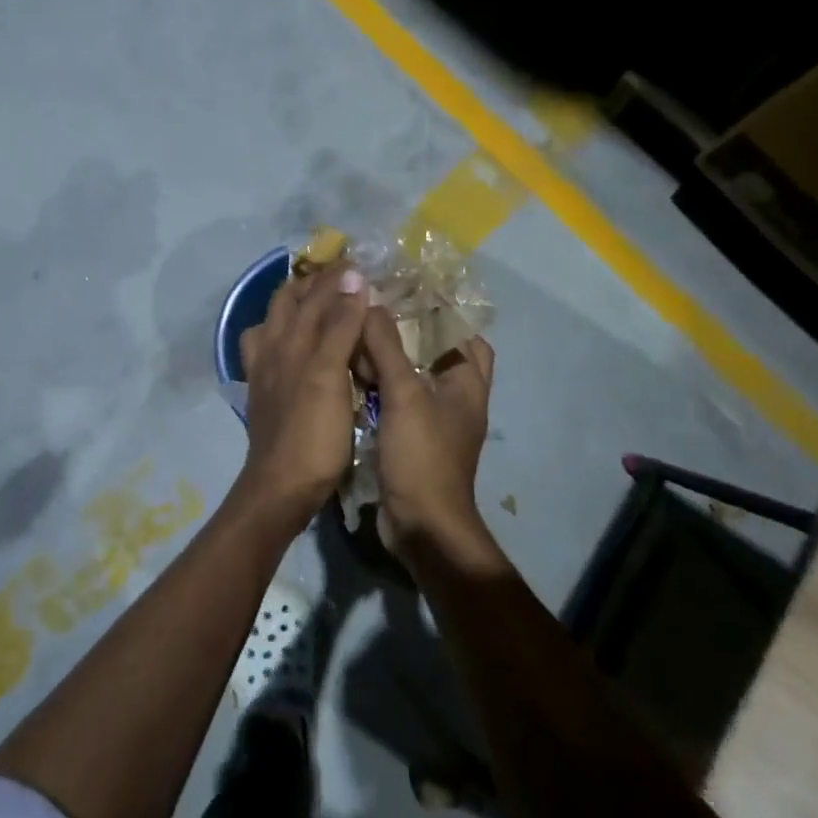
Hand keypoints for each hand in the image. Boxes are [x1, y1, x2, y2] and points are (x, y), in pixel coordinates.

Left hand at [236, 262, 369, 527]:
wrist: (281, 487)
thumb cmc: (313, 434)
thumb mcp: (330, 375)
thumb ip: (339, 326)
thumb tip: (353, 277)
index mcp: (289, 341)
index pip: (314, 295)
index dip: (338, 277)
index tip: (362, 262)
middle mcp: (271, 349)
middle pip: (287, 303)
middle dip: (312, 284)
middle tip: (343, 277)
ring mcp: (264, 372)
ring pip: (273, 324)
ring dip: (295, 307)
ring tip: (319, 303)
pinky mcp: (264, 394)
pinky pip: (269, 351)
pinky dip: (283, 336)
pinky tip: (296, 346)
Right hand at [359, 305, 496, 564]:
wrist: (421, 526)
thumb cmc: (422, 456)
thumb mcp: (404, 395)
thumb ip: (387, 347)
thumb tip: (371, 302)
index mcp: (467, 382)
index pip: (464, 332)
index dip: (440, 309)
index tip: (403, 290)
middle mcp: (456, 398)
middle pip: (435, 352)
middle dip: (408, 332)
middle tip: (373, 311)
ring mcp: (434, 421)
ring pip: (413, 377)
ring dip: (389, 359)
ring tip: (356, 335)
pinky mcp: (412, 439)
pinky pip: (396, 401)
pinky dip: (379, 387)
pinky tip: (350, 375)